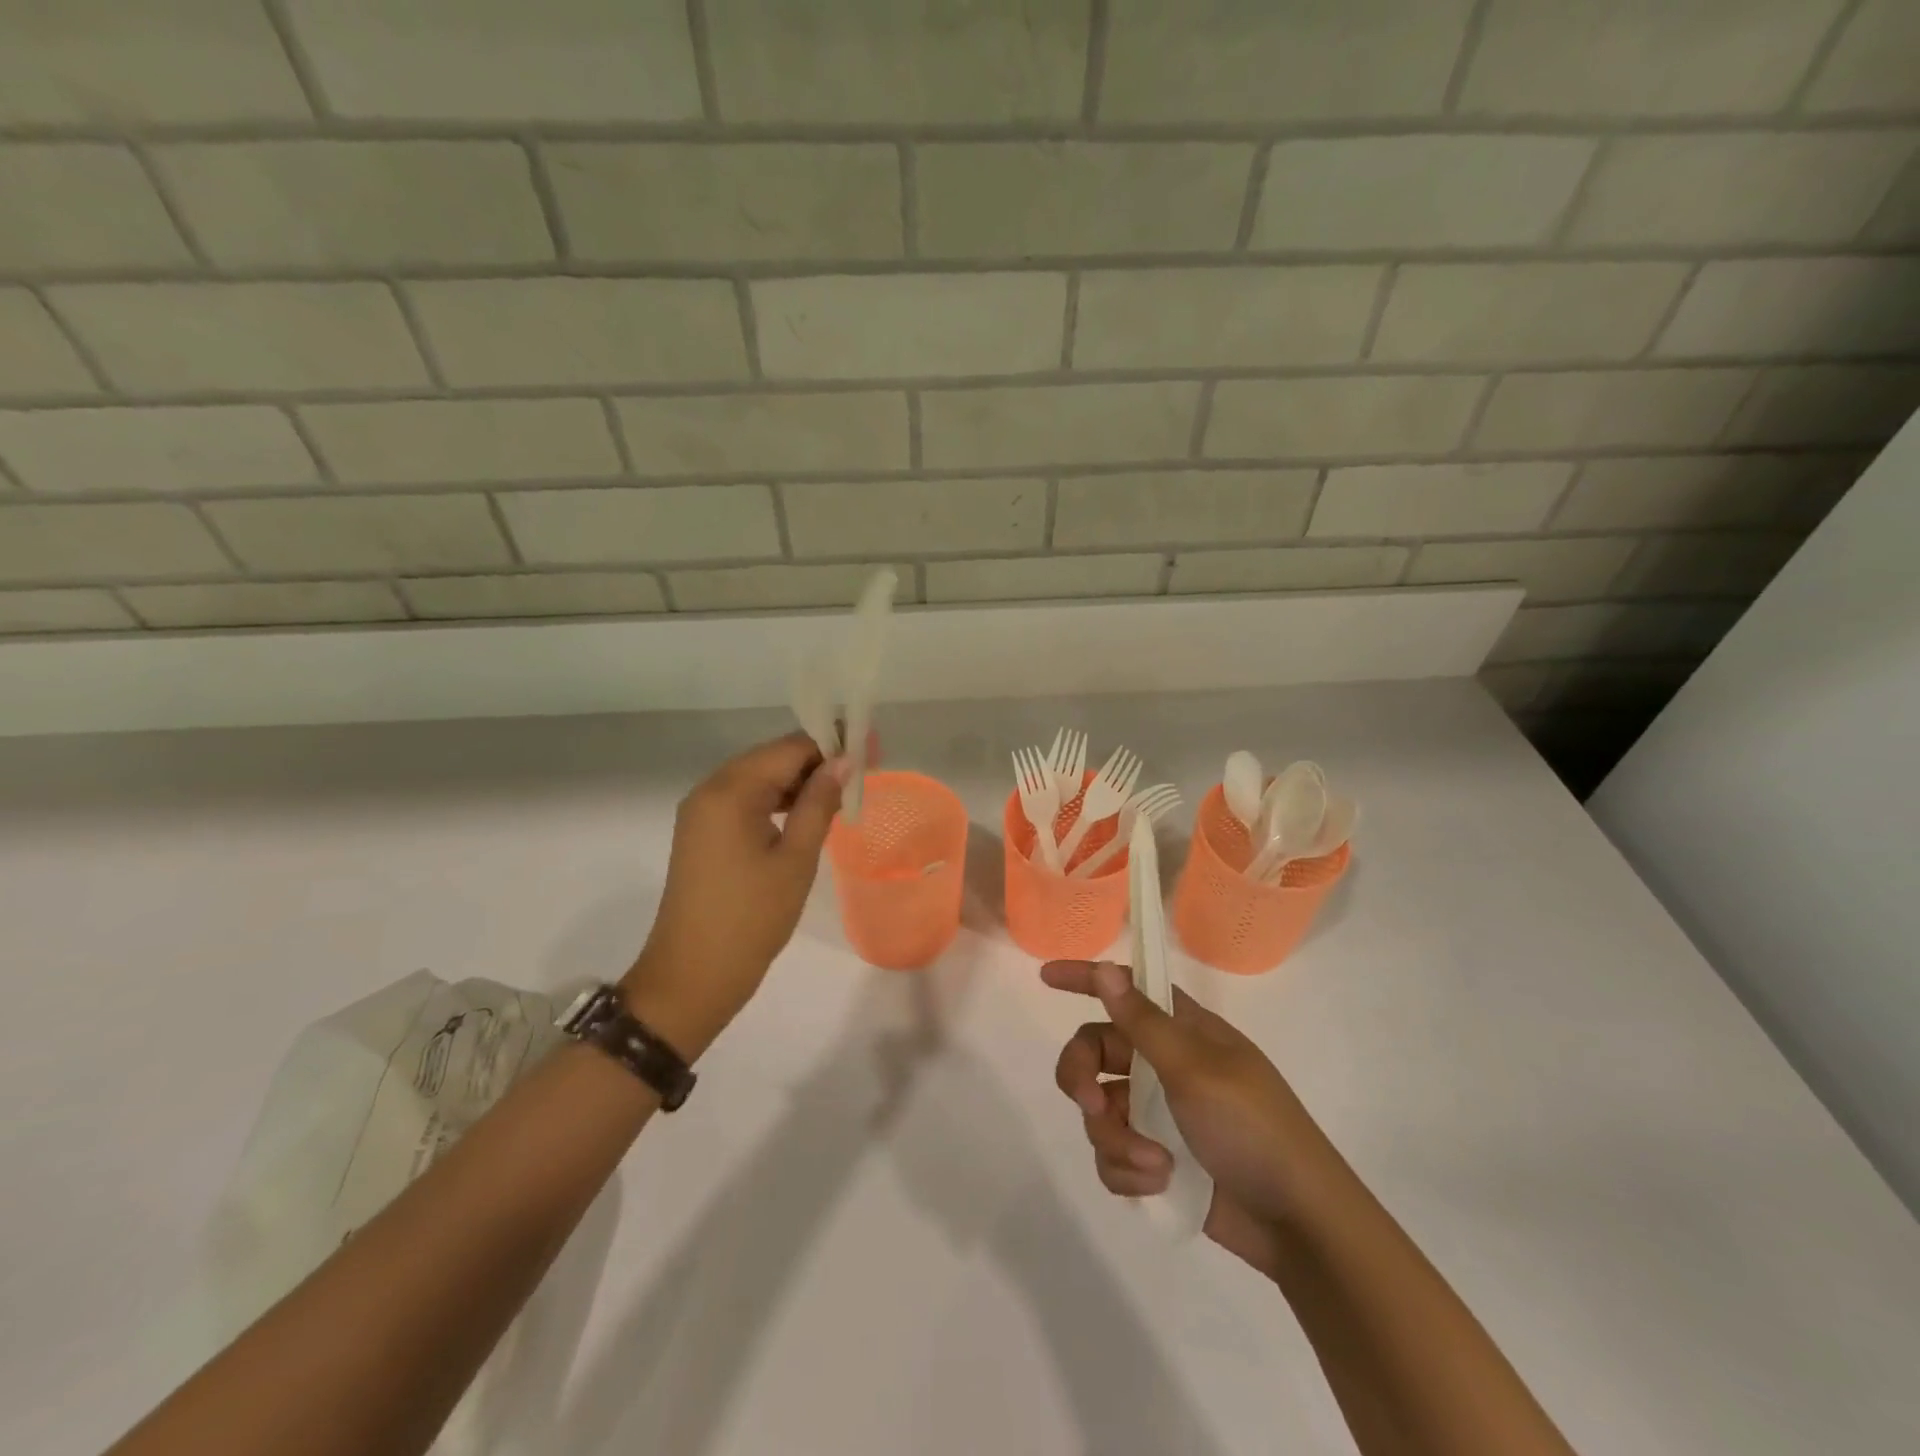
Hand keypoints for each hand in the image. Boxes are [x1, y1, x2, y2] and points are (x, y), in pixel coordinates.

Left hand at [620, 732, 851, 1059]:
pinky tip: (806, 814)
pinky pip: (745, 801)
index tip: (871, 750)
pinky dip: (777, 802)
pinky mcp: (702, 833)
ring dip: (799, 782)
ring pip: (759, 779)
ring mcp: (702, 812)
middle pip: (772, 758)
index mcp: (730, 791)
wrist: (692, 977)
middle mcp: (710, 790)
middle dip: (817, 761)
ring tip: (842, 793)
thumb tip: (844, 761)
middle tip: (863, 773)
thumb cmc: (751, 918)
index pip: (789, 748)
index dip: (832, 744)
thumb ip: (820, 803)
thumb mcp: (796, 859)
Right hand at [1044, 958, 1336, 1280]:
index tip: (1046, 978)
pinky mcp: (1155, 1159)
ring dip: (1115, 1137)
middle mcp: (1163, 1065)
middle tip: (1089, 1102)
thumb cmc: (1252, 1128)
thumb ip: (1143, 1021)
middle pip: (1094, 1051)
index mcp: (1181, 1031)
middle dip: (1082, 1076)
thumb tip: (1106, 967)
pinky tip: (1157, 1182)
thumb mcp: (1195, 1069)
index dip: (1086, 979)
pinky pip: (1112, 1155)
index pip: (1124, 990)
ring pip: (1098, 1110)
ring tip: (1152, 1162)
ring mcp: (1158, 1114)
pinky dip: (1127, 1170)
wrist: (1298, 1224)